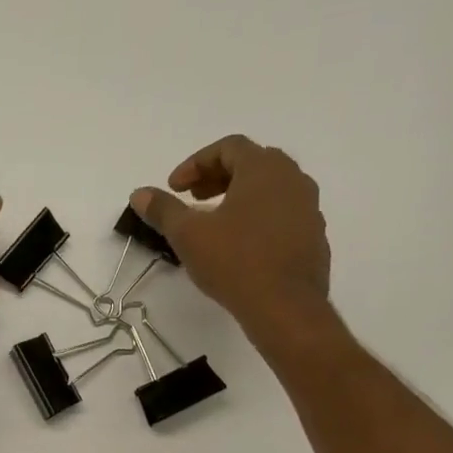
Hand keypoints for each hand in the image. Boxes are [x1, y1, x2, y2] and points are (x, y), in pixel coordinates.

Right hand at [129, 135, 334, 362]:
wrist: (285, 306)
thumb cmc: (234, 261)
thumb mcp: (188, 235)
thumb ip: (163, 210)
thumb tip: (139, 194)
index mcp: (263, 169)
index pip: (228, 147)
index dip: (195, 164)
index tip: (174, 188)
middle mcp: (292, 179)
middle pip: (252, 163)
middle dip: (217, 177)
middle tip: (192, 199)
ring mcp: (308, 207)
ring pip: (270, 188)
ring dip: (238, 196)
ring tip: (214, 222)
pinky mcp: (313, 235)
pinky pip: (282, 213)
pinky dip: (257, 216)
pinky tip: (240, 244)